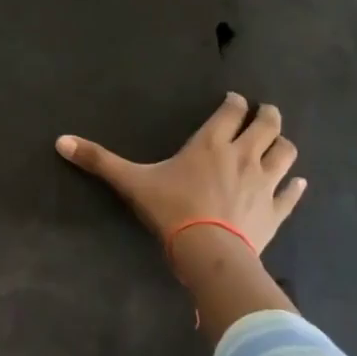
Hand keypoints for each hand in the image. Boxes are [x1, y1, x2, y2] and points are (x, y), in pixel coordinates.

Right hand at [56, 93, 307, 335]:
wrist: (209, 253)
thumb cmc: (172, 211)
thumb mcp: (131, 182)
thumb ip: (99, 160)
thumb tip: (60, 141)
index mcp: (211, 143)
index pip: (232, 111)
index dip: (235, 102)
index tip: (233, 101)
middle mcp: (243, 155)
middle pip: (268, 125)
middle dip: (267, 114)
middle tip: (263, 112)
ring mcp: (265, 183)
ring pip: (286, 153)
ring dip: (283, 144)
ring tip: (277, 142)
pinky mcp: (276, 211)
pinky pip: (292, 193)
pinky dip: (295, 185)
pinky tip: (297, 182)